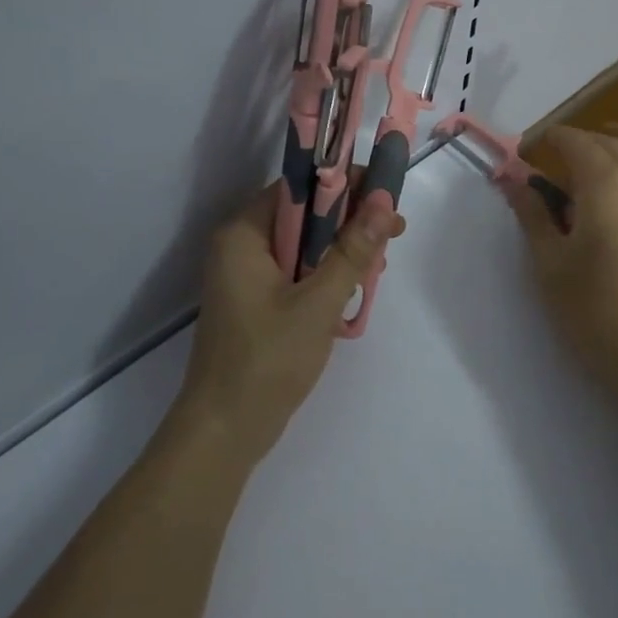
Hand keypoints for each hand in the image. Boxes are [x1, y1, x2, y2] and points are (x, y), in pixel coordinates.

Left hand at [175, 183, 404, 466]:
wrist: (224, 433)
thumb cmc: (267, 361)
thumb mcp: (318, 303)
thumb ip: (352, 251)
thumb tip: (384, 203)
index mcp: (244, 233)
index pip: (299, 187)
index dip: (344, 184)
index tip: (385, 195)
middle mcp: (240, 243)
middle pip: (303, 212)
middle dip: (348, 219)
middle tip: (392, 232)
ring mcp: (245, 273)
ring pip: (303, 241)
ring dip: (341, 247)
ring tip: (380, 262)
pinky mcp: (255, 297)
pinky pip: (296, 267)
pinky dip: (325, 270)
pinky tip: (356, 284)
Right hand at [507, 124, 617, 403]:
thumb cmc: (593, 311)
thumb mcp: (549, 263)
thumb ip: (532, 214)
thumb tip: (514, 181)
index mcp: (605, 184)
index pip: (575, 143)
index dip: (552, 139)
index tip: (534, 146)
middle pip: (612, 144)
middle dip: (583, 142)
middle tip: (560, 157)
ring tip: (613, 141)